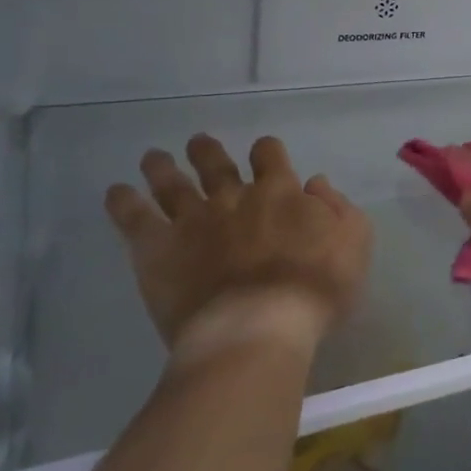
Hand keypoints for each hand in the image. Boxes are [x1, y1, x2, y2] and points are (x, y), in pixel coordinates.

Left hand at [104, 134, 370, 362]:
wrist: (258, 327)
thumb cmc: (316, 289)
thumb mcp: (353, 243)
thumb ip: (338, 208)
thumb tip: (315, 182)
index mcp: (280, 192)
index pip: (269, 155)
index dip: (266, 151)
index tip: (263, 154)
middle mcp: (233, 197)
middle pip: (216, 163)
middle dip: (207, 151)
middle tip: (199, 144)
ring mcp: (192, 220)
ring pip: (172, 183)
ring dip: (162, 167)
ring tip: (153, 157)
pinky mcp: (158, 249)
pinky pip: (134, 218)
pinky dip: (124, 202)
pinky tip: (117, 192)